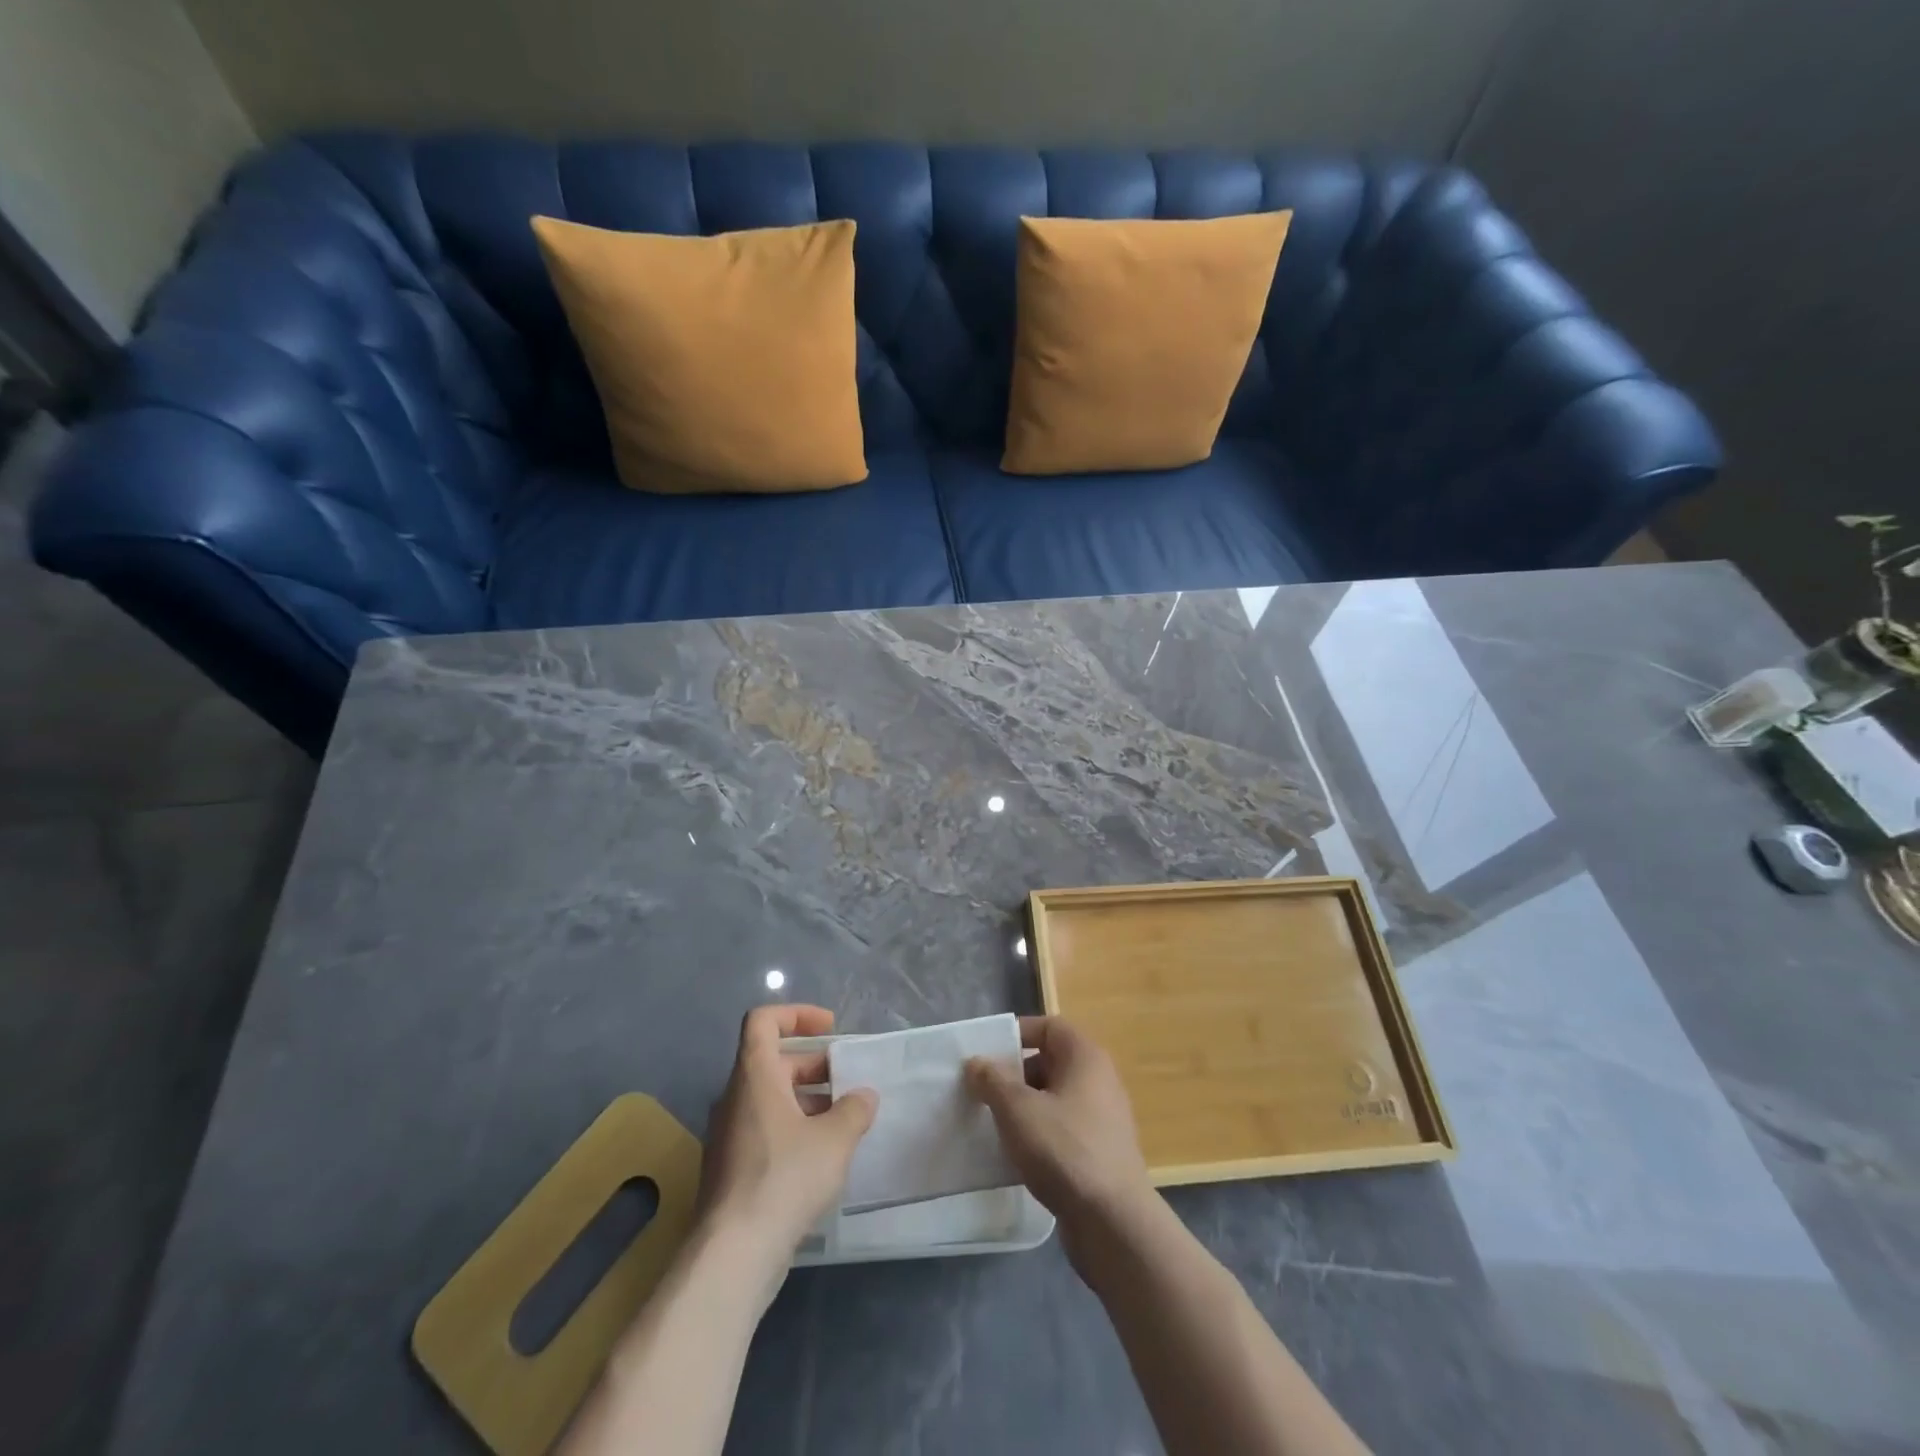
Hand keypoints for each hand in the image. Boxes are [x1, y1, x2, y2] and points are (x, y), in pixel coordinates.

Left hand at [697, 1004, 877, 1287]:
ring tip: (844, 1123)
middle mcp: (736, 1098)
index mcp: (755, 1076)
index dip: (797, 1014)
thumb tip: (864, 1096)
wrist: (732, 1255)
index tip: (830, 1028)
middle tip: (849, 1082)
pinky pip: (765, 1131)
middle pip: (774, 1062)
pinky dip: (794, 1131)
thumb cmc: (784, 1179)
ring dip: (807, 1101)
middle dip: (815, 1066)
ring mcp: (729, 1136)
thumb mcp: (834, 1139)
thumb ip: (854, 1110)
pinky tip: (822, 1159)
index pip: (763, 1021)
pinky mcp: (731, 1171)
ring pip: (770, 1099)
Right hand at [965, 1017, 1152, 1238]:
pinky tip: (1016, 1156)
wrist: (1113, 1223)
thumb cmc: (1064, 1150)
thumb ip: (993, 1080)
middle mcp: (1099, 1080)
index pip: (1049, 1026)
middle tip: (984, 1091)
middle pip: (1050, 1062)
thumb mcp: (1018, 1109)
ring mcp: (1102, 1118)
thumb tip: (977, 1063)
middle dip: (1015, 1074)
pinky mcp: (1100, 1152)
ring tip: (993, 1124)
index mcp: (1085, 1057)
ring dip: (1024, 1107)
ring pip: (1054, 1098)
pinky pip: (1063, 1129)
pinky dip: (1039, 1134)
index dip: (1017, 1033)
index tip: (987, 1054)